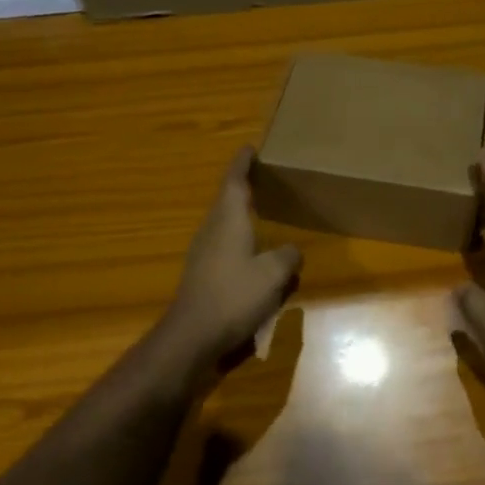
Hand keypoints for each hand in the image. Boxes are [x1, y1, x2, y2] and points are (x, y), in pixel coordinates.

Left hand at [160, 148, 302, 374]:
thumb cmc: (234, 296)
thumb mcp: (272, 275)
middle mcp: (212, 229)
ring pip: (223, 224)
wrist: (192, 336)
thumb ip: (287, 256)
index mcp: (228, 219)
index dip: (242, 163)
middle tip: (262, 179)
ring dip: (239, 215)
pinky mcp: (201, 273)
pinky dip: (238, 241)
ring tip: (260, 214)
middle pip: (226, 200)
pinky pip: (223, 246)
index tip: (250, 149)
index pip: (234, 181)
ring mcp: (202, 252)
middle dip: (242, 187)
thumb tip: (292, 250)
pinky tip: (252, 255)